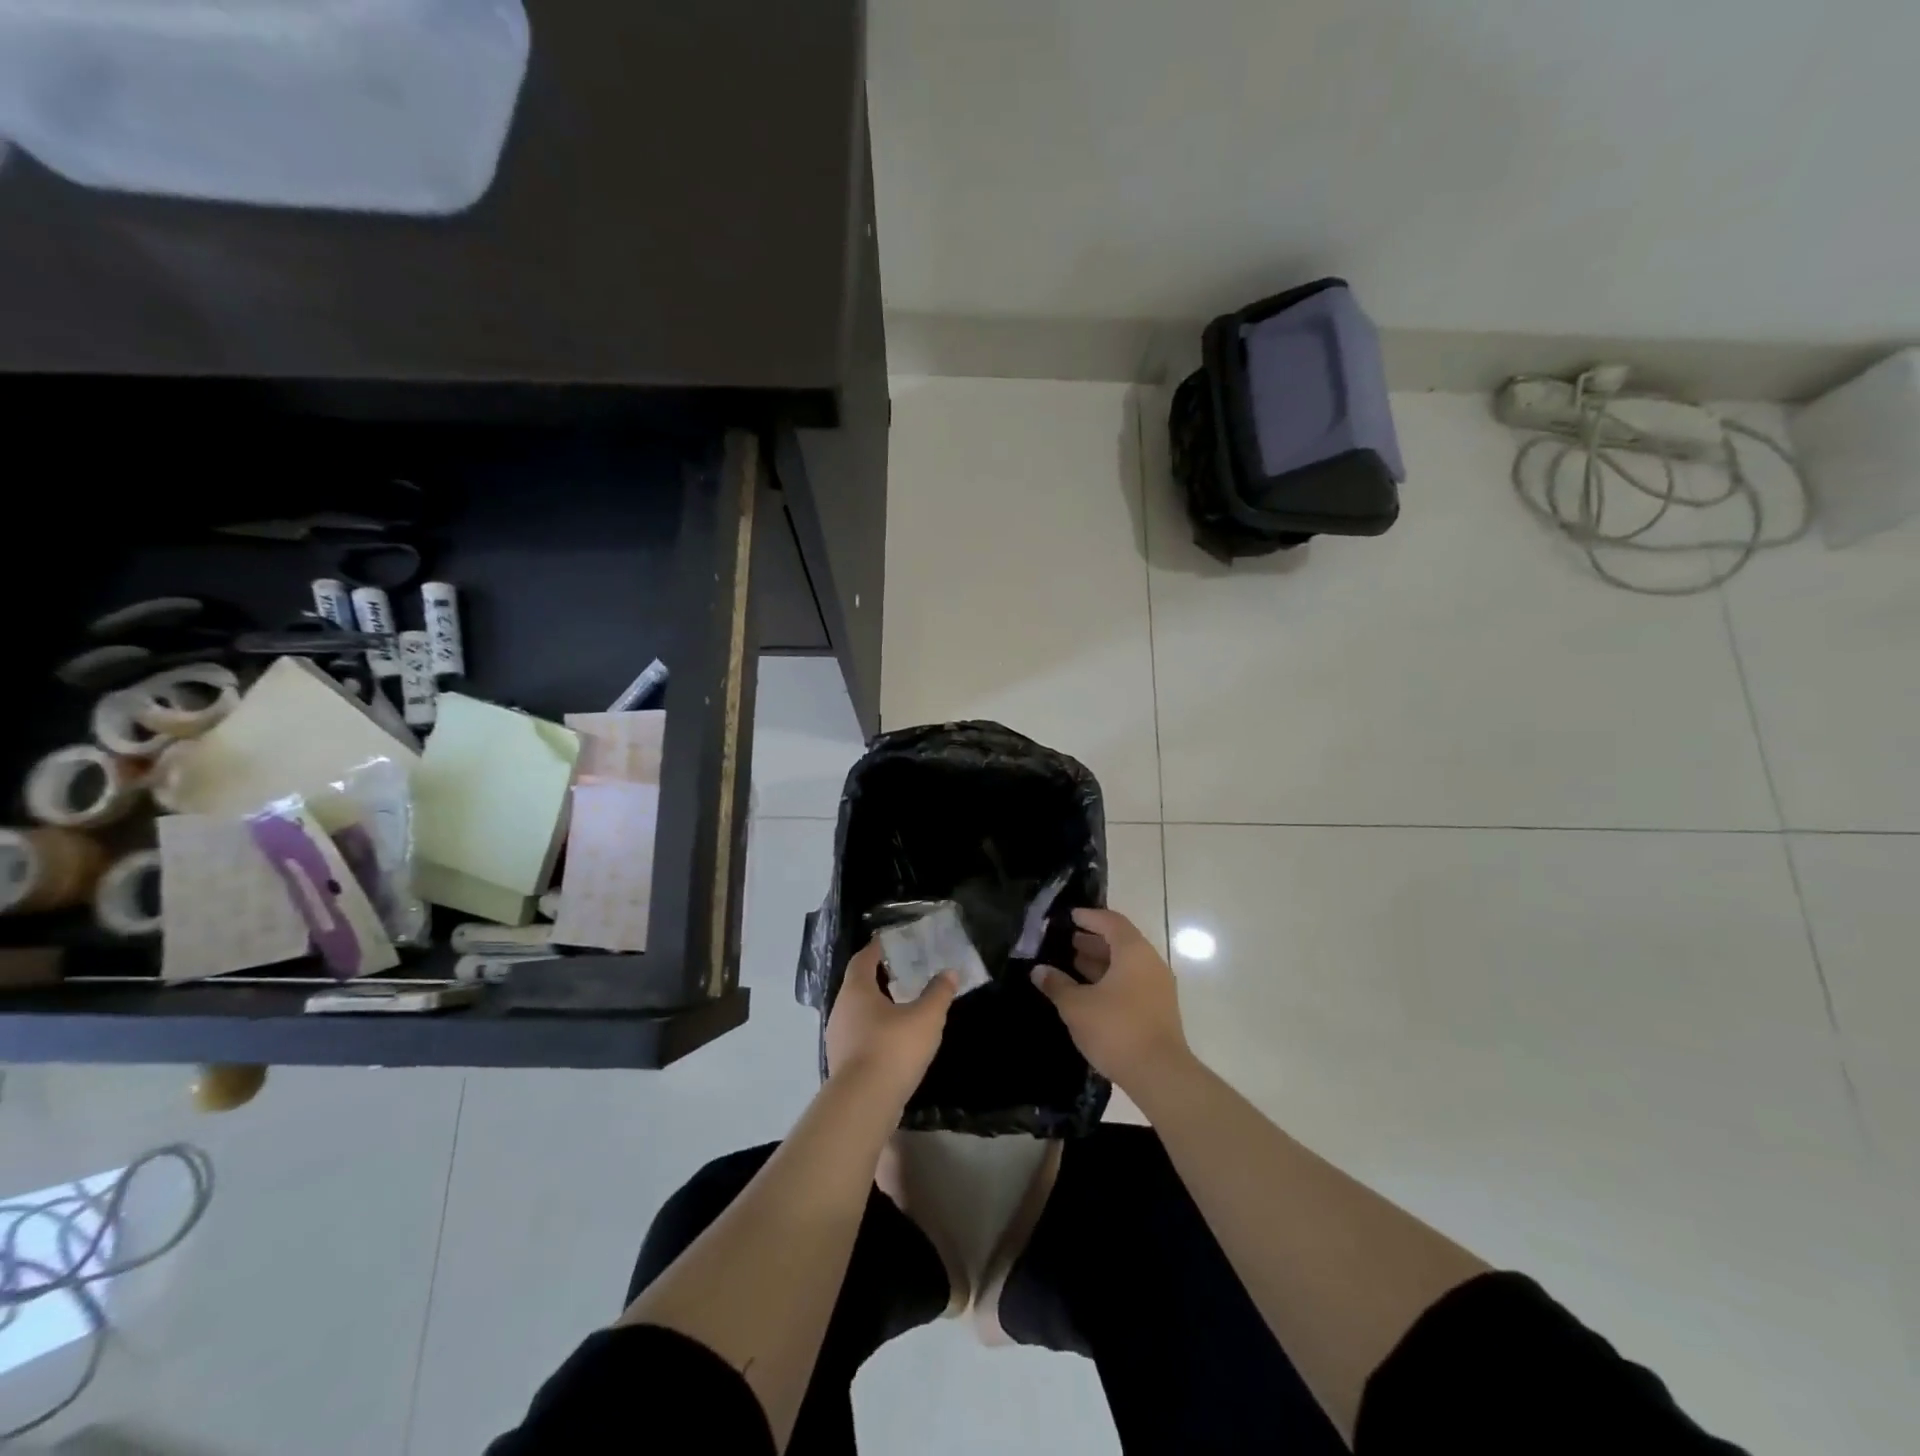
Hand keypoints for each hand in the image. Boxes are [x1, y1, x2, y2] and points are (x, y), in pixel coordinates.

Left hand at [826, 939, 957, 1105]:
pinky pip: (859, 1036)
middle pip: (858, 986)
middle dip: (878, 978)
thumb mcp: (926, 1018)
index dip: (875, 949)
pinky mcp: (842, 1063)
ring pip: (858, 1013)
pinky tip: (894, 1040)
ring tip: (902, 1007)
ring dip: (877, 1007)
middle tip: (902, 973)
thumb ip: (938, 993)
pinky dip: (875, 1031)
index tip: (889, 942)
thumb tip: (949, 973)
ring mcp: (838, 1038)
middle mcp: (841, 1010)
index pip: (862, 960)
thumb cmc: (893, 1049)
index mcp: (857, 990)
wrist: (864, 1104)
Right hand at [1031, 907, 1191, 1092]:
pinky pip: (1132, 982)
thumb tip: (1039, 970)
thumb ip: (1057, 984)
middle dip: (1093, 940)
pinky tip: (1089, 992)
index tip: (1070, 916)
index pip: (1111, 922)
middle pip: (1120, 942)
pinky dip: (1110, 980)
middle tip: (1066, 941)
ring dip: (1101, 962)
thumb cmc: (1116, 1029)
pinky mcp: (1159, 1009)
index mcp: (1133, 952)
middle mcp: (1150, 963)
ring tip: (1073, 964)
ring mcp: (1158, 987)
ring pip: (1126, 964)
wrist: (1160, 1074)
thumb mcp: (1077, 1006)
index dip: (1089, 917)